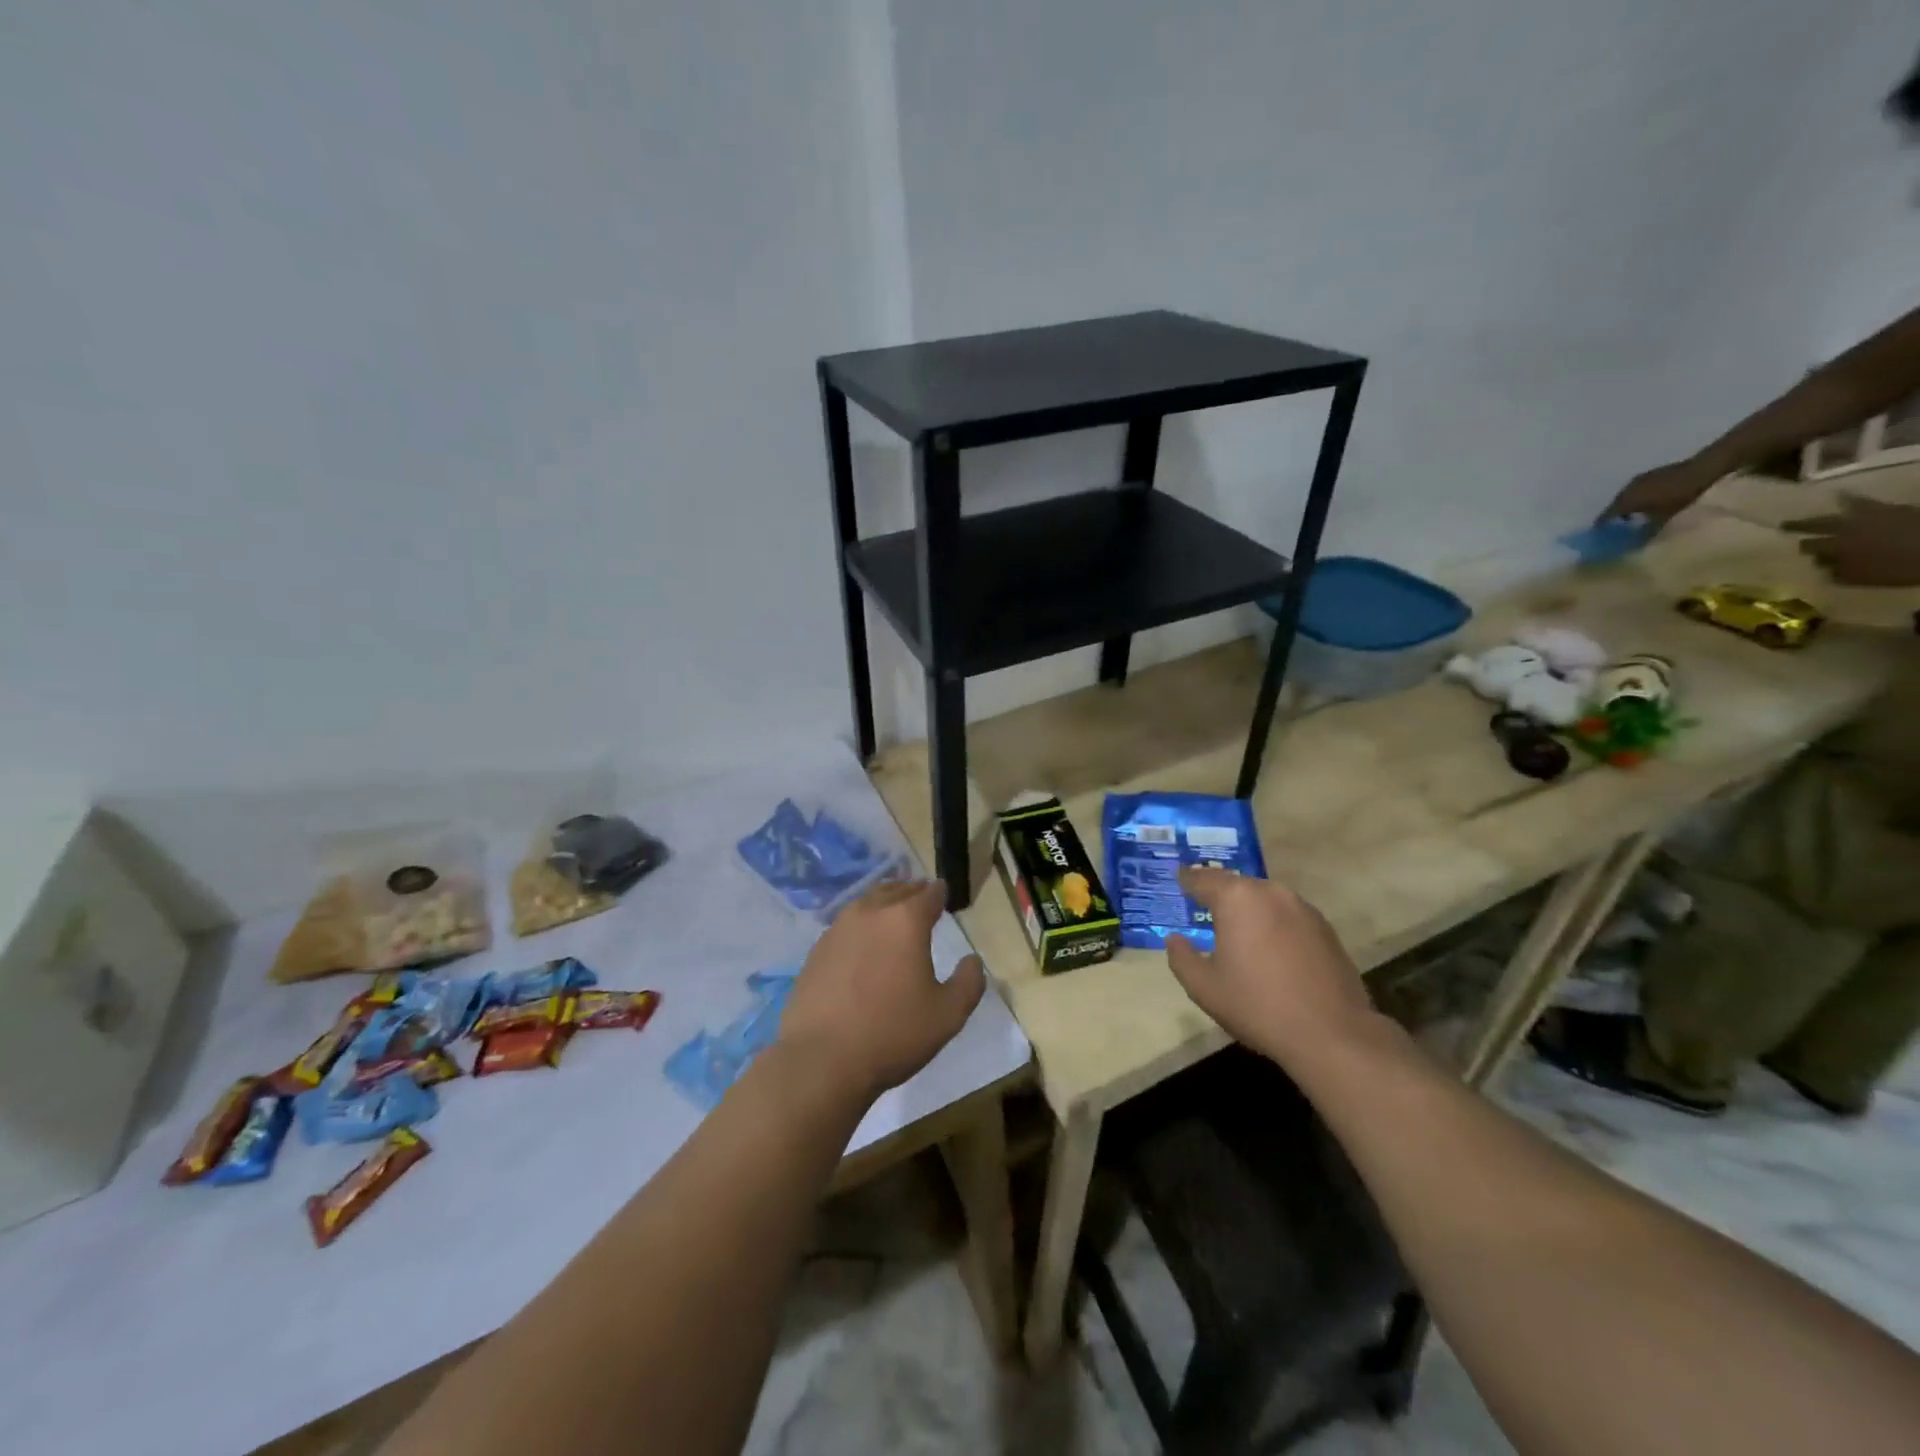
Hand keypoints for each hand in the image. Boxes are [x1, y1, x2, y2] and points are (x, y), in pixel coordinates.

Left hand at [776, 880, 984, 1100]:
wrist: (821, 1060)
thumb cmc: (892, 1034)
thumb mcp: (948, 1015)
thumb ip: (969, 982)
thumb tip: (972, 960)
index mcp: (906, 920)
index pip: (929, 893)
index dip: (940, 892)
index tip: (944, 894)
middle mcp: (870, 913)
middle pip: (895, 890)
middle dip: (911, 891)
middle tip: (921, 897)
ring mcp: (838, 929)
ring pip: (867, 902)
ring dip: (884, 902)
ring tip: (892, 913)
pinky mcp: (817, 949)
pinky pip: (845, 924)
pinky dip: (860, 924)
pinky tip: (862, 943)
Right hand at [1164, 867, 1379, 1071]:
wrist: (1332, 1034)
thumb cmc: (1257, 1006)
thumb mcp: (1204, 987)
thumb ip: (1181, 957)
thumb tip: (1175, 939)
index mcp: (1237, 898)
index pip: (1202, 879)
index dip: (1186, 880)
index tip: (1178, 881)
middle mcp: (1270, 892)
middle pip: (1236, 884)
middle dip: (1218, 895)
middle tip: (1203, 909)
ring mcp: (1303, 908)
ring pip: (1264, 898)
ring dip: (1248, 909)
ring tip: (1237, 930)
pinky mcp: (1325, 928)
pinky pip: (1287, 915)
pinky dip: (1273, 923)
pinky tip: (1270, 949)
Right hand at [1599, 458, 1720, 529]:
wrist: (1703, 469)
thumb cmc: (1680, 497)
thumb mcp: (1663, 519)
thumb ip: (1644, 532)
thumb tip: (1632, 543)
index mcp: (1624, 502)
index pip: (1604, 517)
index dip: (1602, 528)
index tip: (1603, 536)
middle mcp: (1625, 490)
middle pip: (1614, 506)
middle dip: (1615, 516)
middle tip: (1619, 527)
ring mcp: (1638, 480)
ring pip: (1625, 496)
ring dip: (1627, 505)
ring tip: (1634, 515)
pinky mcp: (1650, 474)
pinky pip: (1637, 489)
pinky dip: (1638, 497)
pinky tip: (1648, 502)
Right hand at [1783, 495, 1919, 585]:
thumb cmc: (1900, 568)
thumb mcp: (1864, 578)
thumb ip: (1838, 572)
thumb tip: (1821, 566)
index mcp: (1836, 546)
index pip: (1809, 546)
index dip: (1804, 549)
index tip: (1798, 551)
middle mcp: (1844, 528)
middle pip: (1817, 526)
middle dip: (1801, 527)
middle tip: (1785, 526)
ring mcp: (1867, 515)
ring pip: (1836, 512)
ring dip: (1822, 512)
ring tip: (1805, 511)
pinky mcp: (1888, 508)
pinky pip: (1861, 501)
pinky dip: (1849, 498)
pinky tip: (1841, 494)